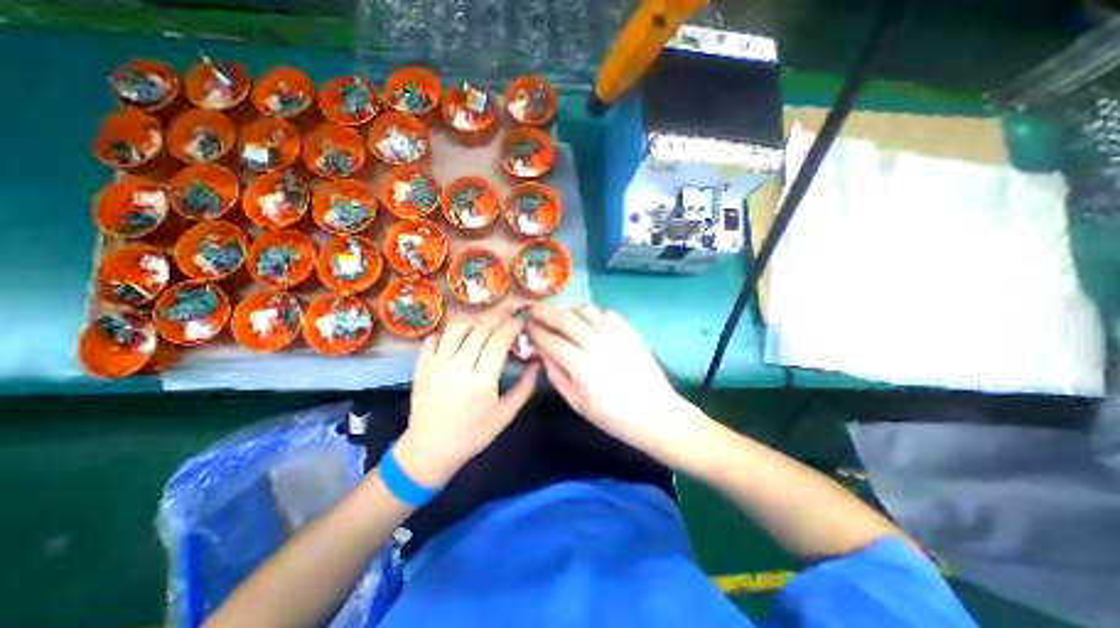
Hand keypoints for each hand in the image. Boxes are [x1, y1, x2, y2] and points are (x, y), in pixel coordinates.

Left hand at [396, 307, 540, 485]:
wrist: (430, 448)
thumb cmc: (473, 434)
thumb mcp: (506, 415)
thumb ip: (525, 387)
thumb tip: (537, 362)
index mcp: (481, 382)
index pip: (498, 341)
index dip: (512, 326)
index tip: (521, 321)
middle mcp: (457, 367)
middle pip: (480, 329)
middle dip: (498, 316)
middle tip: (510, 311)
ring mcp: (436, 364)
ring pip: (456, 328)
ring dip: (475, 319)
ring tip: (487, 320)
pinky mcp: (421, 365)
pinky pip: (434, 337)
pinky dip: (449, 331)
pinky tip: (461, 333)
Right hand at [528, 304, 691, 459]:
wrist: (654, 413)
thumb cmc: (612, 416)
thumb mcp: (577, 402)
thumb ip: (556, 374)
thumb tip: (542, 352)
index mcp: (580, 364)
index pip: (550, 339)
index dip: (535, 330)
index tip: (525, 324)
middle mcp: (595, 342)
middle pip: (564, 318)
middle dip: (544, 311)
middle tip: (533, 309)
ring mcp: (615, 333)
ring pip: (585, 309)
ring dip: (569, 309)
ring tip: (561, 315)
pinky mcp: (629, 331)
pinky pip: (606, 312)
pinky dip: (593, 313)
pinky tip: (588, 321)